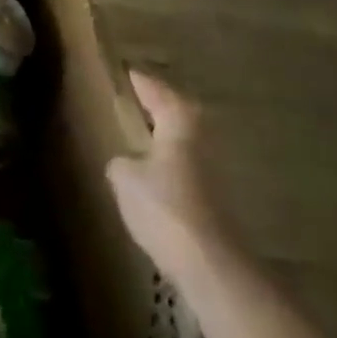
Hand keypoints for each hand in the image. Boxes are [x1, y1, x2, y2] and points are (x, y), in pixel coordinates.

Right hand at [106, 68, 220, 277]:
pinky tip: (153, 176)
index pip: (156, 91)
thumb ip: (121, 162)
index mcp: (180, 122)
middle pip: (178, 114)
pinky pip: (186, 169)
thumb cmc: (164, 207)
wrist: (211, 265)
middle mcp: (202, 139)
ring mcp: (214, 170)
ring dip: (165, 138)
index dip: (140, 82)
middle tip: (134, 101)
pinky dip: (170, 166)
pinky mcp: (215, 199)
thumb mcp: (124, 177)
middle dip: (158, 107)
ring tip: (139, 137)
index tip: (126, 72)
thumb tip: (125, 162)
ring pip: (183, 143)